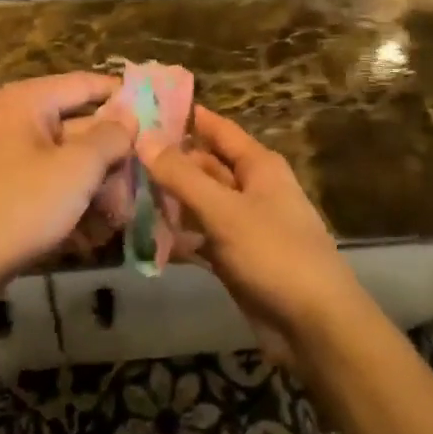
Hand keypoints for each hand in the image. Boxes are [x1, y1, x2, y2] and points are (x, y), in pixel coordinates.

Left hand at [0, 73, 135, 307]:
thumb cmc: (20, 207)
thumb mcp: (76, 169)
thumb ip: (110, 137)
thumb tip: (129, 117)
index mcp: (28, 101)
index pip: (88, 84)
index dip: (126, 98)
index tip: (162, 117)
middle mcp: (16, 120)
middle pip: (80, 126)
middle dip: (114, 156)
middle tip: (146, 179)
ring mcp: (8, 157)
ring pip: (68, 161)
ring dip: (99, 185)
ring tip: (123, 215)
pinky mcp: (6, 191)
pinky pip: (50, 185)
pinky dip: (73, 202)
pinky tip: (96, 231)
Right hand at [141, 106, 365, 357]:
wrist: (314, 326)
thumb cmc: (274, 254)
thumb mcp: (224, 210)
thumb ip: (182, 176)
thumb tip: (143, 137)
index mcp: (258, 166)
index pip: (217, 129)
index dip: (185, 116)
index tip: (144, 106)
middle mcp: (251, 189)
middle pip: (204, 166)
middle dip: (167, 163)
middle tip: (118, 157)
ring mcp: (242, 225)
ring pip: (198, 203)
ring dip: (167, 202)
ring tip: (121, 194)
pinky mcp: (235, 259)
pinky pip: (200, 239)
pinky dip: (177, 238)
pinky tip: (142, 239)